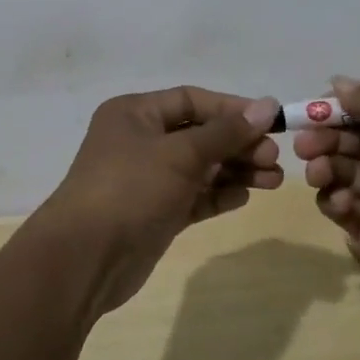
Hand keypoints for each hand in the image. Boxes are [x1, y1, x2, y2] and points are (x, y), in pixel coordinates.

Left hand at [34, 87, 282, 315]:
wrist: (85, 259)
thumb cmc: (131, 189)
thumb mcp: (181, 154)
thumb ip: (226, 132)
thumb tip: (267, 105)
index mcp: (136, 113)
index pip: (192, 100)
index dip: (232, 109)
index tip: (271, 120)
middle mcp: (140, 140)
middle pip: (200, 134)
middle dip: (239, 144)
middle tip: (274, 159)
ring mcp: (147, 179)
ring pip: (200, 167)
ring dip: (236, 171)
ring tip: (274, 181)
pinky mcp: (154, 212)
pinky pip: (193, 196)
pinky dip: (218, 195)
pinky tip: (245, 196)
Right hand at [296, 77, 359, 331]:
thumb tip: (339, 82)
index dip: (346, 106)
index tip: (316, 107)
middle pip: (356, 138)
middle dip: (328, 137)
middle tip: (305, 144)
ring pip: (344, 170)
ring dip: (326, 166)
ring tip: (317, 173)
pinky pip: (343, 206)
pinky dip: (333, 200)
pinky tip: (338, 204)